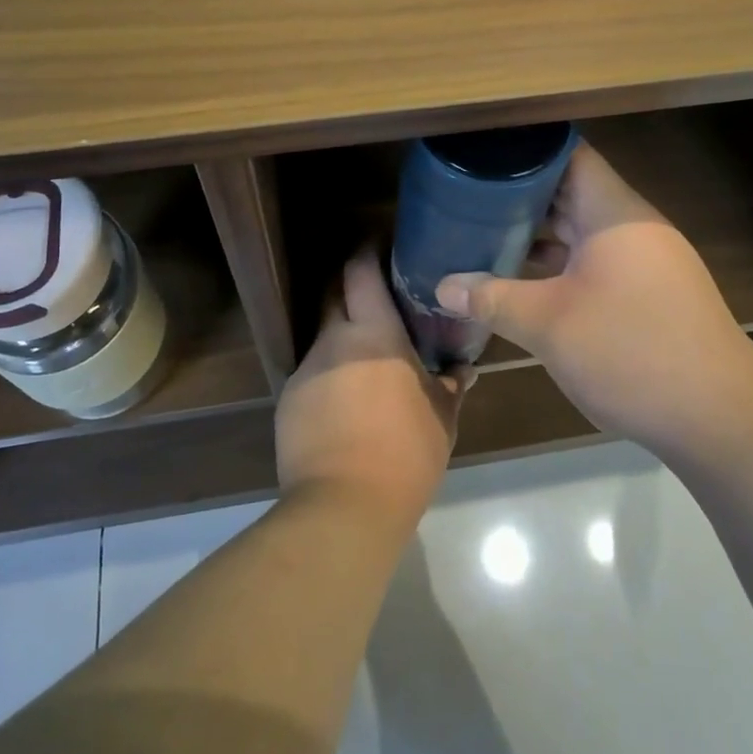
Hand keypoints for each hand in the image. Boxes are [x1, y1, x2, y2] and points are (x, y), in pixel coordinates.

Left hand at [276, 246, 468, 527]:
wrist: (343, 508)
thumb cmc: (405, 454)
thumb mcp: (441, 419)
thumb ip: (450, 386)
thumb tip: (464, 370)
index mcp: (374, 334)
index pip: (360, 272)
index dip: (366, 252)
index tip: (379, 246)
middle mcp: (334, 340)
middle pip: (333, 296)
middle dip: (350, 291)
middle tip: (376, 301)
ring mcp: (307, 369)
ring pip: (325, 339)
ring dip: (343, 341)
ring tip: (365, 366)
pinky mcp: (288, 400)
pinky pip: (313, 375)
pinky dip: (329, 378)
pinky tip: (345, 407)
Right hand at [436, 141, 752, 454]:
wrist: (718, 419)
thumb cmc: (630, 351)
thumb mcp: (548, 324)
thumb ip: (492, 299)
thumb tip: (442, 287)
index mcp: (614, 213)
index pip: (569, 155)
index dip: (525, 150)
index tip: (481, 155)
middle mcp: (631, 226)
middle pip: (570, 191)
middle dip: (519, 196)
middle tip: (466, 198)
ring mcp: (643, 260)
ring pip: (580, 230)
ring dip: (537, 235)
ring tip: (482, 234)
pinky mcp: (647, 292)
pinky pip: (593, 261)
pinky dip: (558, 264)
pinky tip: (521, 279)